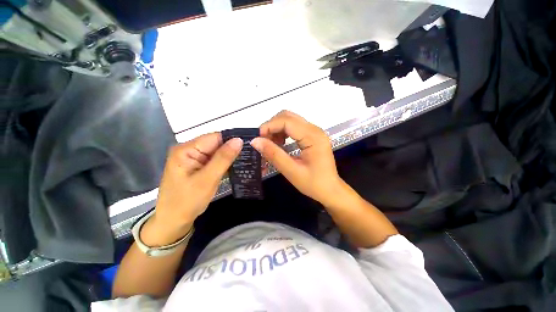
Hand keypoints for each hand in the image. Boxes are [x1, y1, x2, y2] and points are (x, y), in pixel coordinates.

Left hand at [144, 133, 242, 245]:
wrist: (173, 221)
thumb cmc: (187, 201)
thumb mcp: (208, 179)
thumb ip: (223, 158)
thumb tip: (239, 140)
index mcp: (186, 149)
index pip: (215, 137)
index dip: (232, 140)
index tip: (249, 146)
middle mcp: (188, 150)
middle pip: (215, 143)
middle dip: (231, 149)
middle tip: (250, 155)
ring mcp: (193, 158)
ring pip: (216, 152)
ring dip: (229, 157)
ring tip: (245, 160)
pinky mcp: (197, 166)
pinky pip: (214, 160)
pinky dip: (224, 163)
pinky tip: (235, 166)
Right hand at [250, 110, 342, 205]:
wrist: (330, 190)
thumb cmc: (314, 183)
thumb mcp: (291, 171)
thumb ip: (274, 155)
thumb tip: (255, 141)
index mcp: (313, 137)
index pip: (287, 121)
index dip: (269, 126)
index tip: (258, 138)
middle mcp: (315, 130)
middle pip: (288, 116)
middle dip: (272, 126)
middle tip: (263, 141)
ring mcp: (314, 132)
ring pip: (290, 120)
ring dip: (277, 129)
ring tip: (271, 144)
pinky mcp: (312, 136)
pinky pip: (294, 127)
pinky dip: (283, 132)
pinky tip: (280, 144)